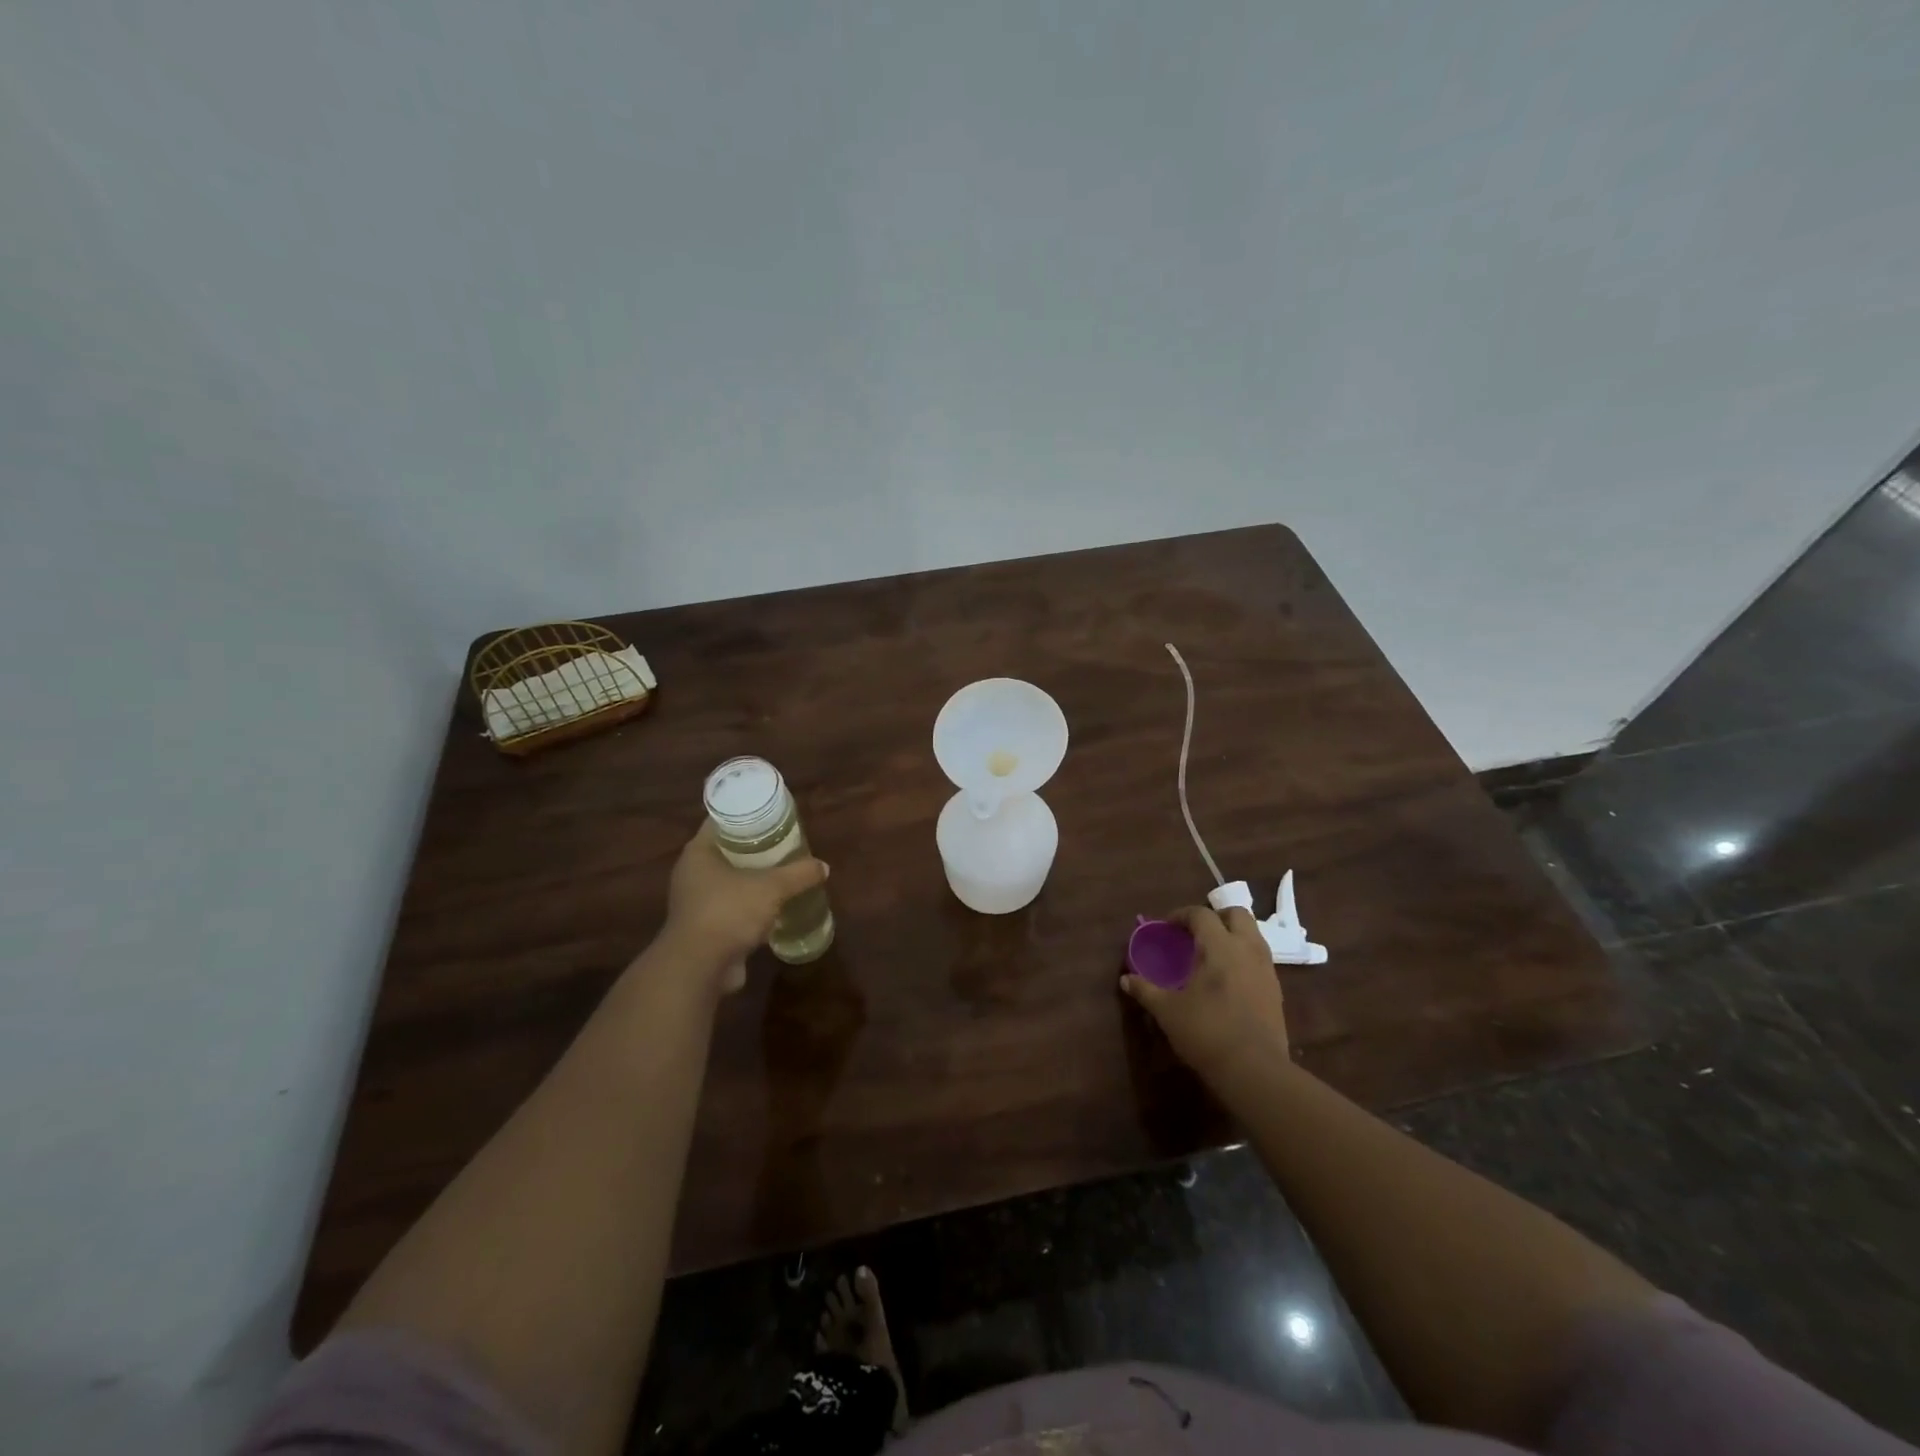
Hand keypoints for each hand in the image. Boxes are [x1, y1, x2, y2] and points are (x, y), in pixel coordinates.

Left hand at [659, 822, 828, 993]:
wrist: (699, 968)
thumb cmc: (728, 912)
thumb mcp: (771, 887)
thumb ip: (799, 874)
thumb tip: (823, 867)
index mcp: (699, 853)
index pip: (722, 822)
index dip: (748, 816)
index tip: (773, 816)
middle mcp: (693, 873)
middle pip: (728, 851)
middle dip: (756, 849)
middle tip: (785, 843)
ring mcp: (697, 902)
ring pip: (731, 882)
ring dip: (754, 880)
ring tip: (784, 873)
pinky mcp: (706, 928)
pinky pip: (733, 908)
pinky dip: (751, 907)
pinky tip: (776, 907)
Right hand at [1121, 905, 1289, 1080]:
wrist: (1255, 1070)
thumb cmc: (1207, 1032)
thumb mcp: (1168, 1011)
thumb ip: (1146, 990)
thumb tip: (1126, 979)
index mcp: (1219, 946)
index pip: (1201, 914)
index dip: (1181, 915)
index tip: (1166, 927)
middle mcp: (1247, 950)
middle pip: (1237, 914)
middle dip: (1215, 917)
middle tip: (1195, 934)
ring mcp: (1266, 970)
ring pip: (1253, 935)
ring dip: (1232, 935)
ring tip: (1211, 955)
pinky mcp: (1276, 990)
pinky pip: (1259, 959)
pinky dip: (1243, 957)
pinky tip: (1228, 980)